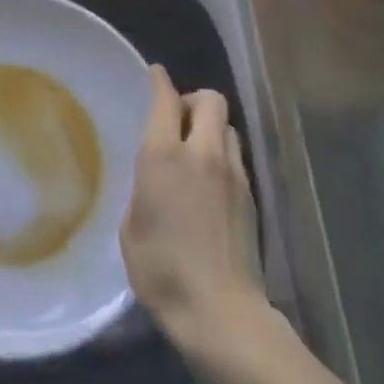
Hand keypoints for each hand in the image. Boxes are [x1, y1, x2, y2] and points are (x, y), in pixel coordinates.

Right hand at [120, 66, 265, 355]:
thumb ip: (144, 187)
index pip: (165, 99)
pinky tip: (210, 180)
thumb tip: (155, 176)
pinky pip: (235, 155)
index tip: (154, 73)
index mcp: (164, 155)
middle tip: (176, 120)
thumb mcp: (132, 226)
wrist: (219, 310)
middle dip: (192, 100)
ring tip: (195, 150)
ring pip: (226, 125)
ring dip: (210, 126)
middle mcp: (201, 152)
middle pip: (209, 99)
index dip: (159, 81)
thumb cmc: (161, 270)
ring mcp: (232, 172)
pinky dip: (221, 153)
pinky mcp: (251, 194)